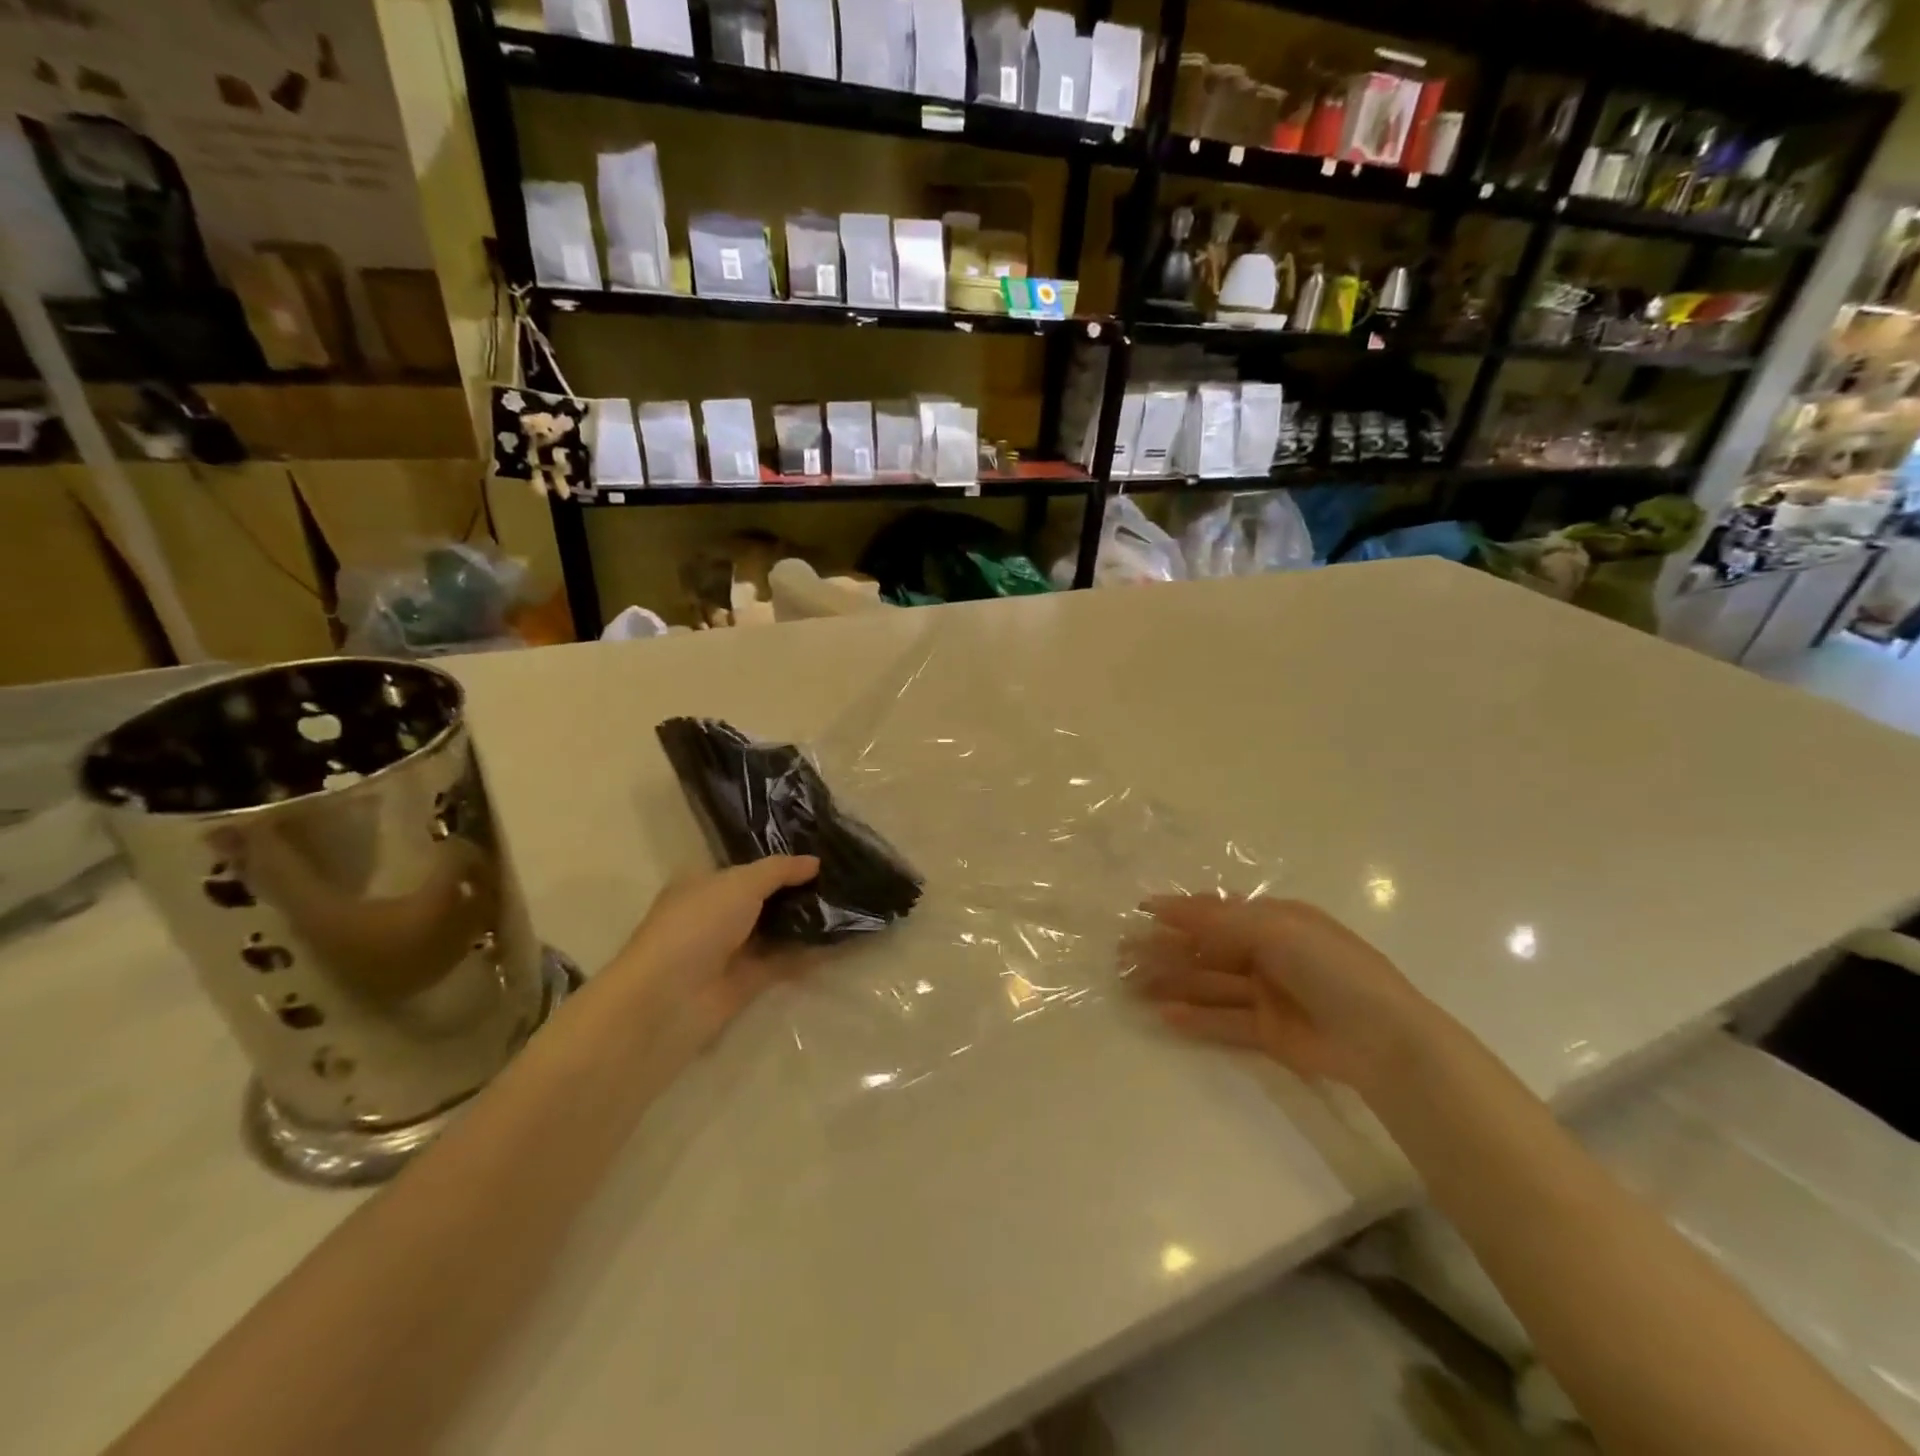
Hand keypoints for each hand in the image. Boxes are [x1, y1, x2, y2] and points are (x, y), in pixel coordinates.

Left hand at [600, 855, 820, 1054]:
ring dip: (806, 921)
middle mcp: (716, 915)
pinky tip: (840, 940)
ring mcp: (730, 950)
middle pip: (764, 899)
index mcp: (703, 885)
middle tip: (841, 879)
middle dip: (798, 891)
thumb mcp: (740, 884)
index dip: (780, 863)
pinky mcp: (746, 982)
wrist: (669, 999)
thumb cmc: (698, 925)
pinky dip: (808, 953)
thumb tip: (815, 862)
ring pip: (775, 930)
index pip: (746, 868)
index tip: (819, 856)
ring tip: (848, 905)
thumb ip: (779, 870)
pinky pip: (783, 961)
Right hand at [1126, 895, 1440, 1090]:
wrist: (1384, 1040)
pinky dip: (1196, 1018)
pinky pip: (1224, 1021)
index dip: (1179, 912)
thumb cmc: (1329, 968)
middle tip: (1122, 956)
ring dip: (1173, 983)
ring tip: (1131, 987)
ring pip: (1210, 985)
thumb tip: (1161, 907)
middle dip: (1167, 951)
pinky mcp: (1269, 1032)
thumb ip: (1215, 920)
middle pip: (1207, 950)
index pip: (1217, 912)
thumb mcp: (1274, 929)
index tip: (1140, 914)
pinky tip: (1165, 1016)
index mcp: (1275, 920)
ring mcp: (1268, 994)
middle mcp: (1268, 953)